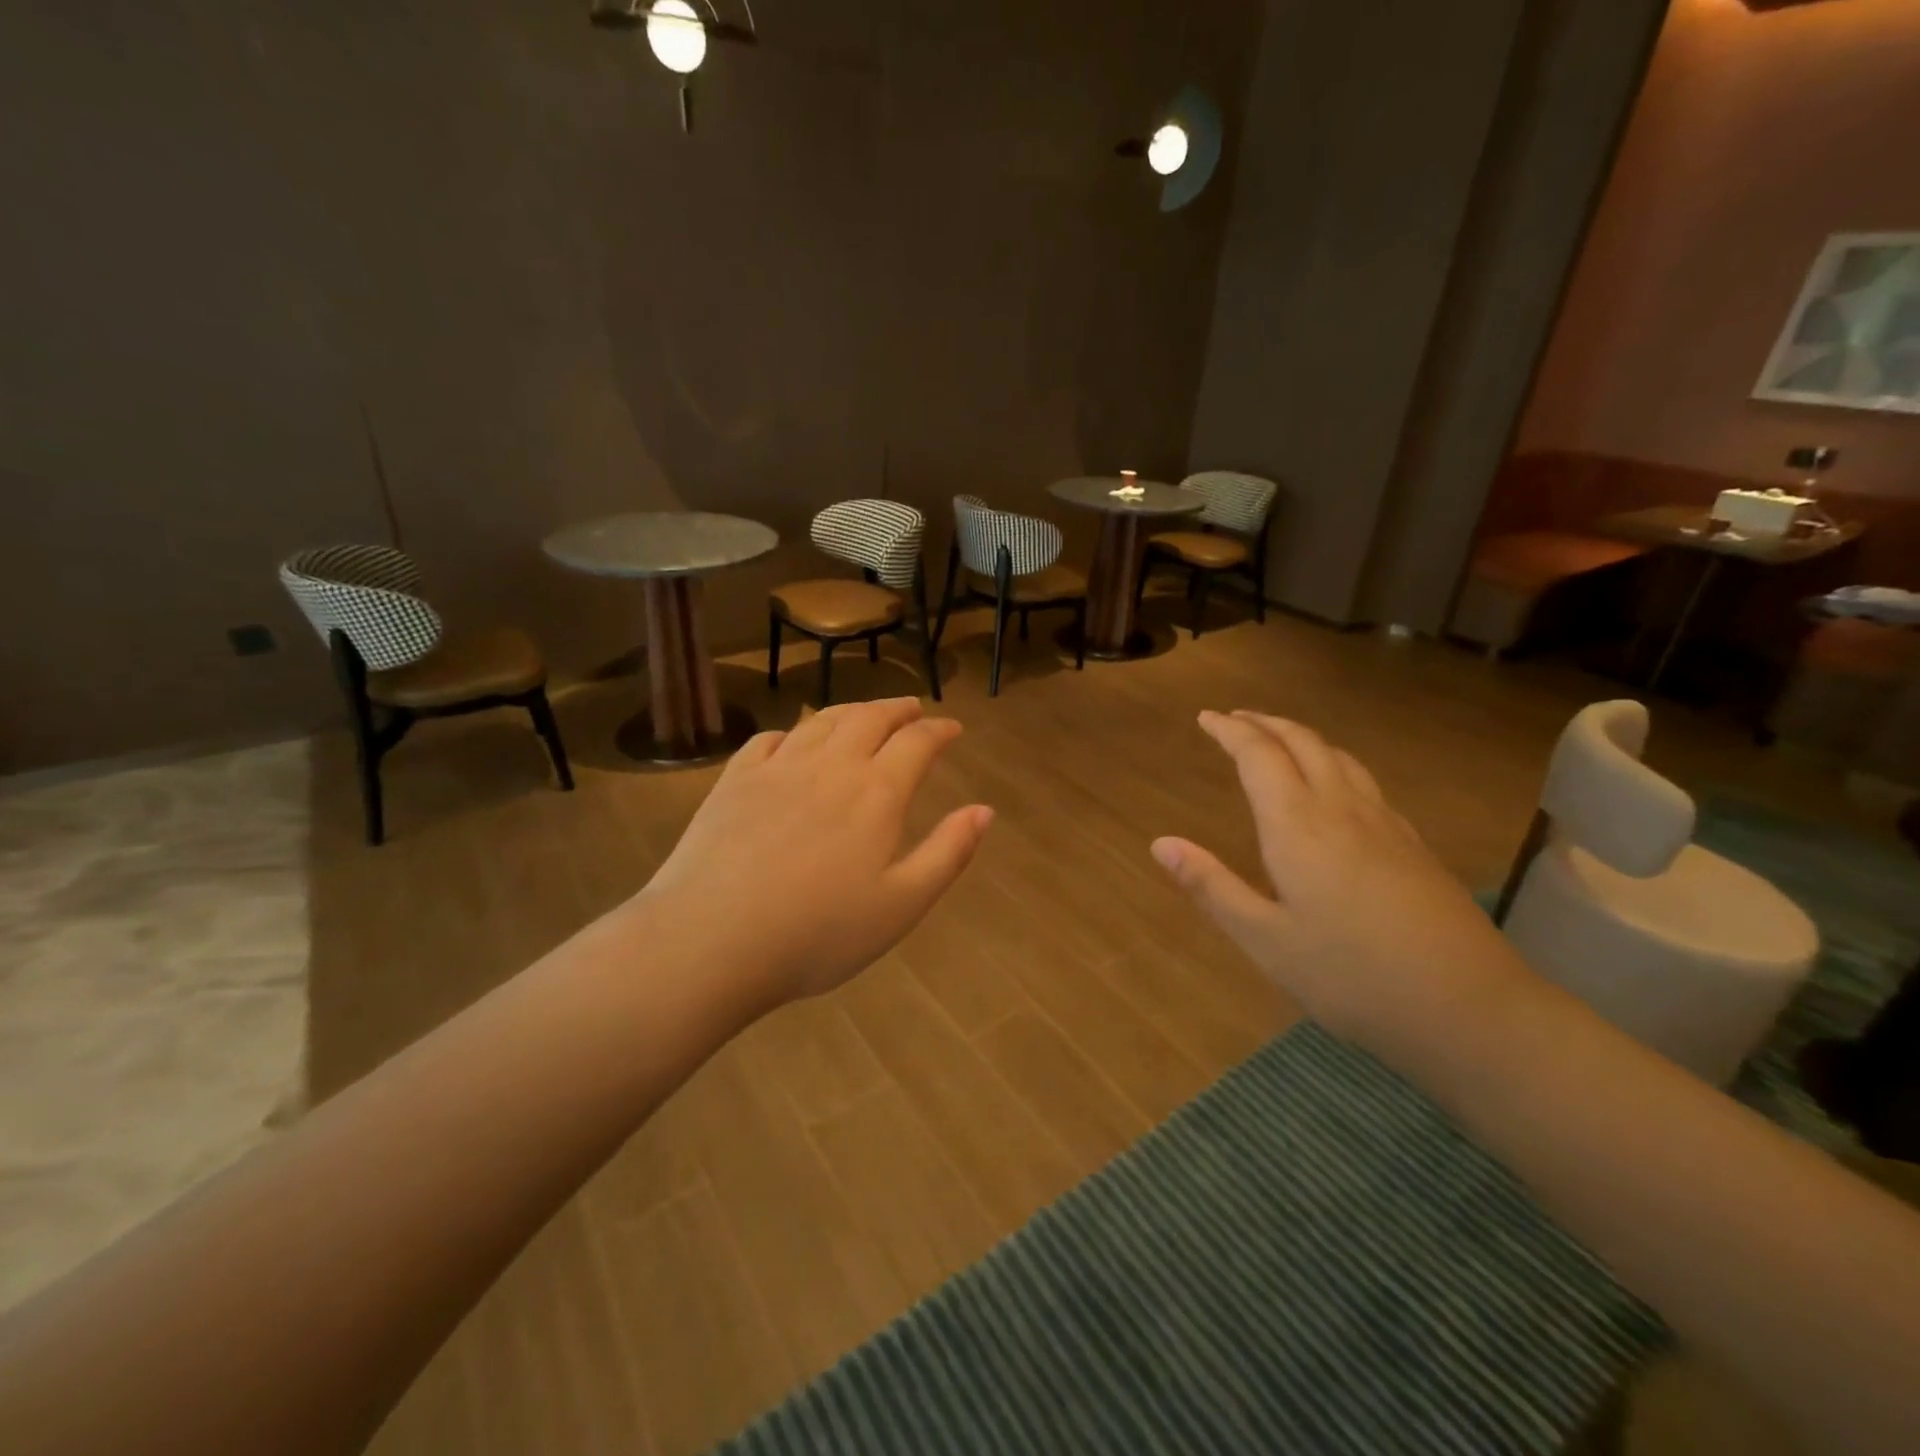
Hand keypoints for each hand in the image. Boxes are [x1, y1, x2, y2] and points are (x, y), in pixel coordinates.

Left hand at [637, 698, 993, 1007]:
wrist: (712, 940)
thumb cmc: (817, 934)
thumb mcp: (901, 905)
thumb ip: (948, 853)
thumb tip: (984, 810)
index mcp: (876, 792)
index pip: (917, 742)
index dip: (939, 730)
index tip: (952, 728)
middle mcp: (830, 765)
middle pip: (869, 718)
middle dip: (897, 708)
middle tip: (912, 708)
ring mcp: (777, 768)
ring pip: (821, 721)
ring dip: (851, 710)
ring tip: (864, 713)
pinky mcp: (734, 781)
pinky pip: (769, 740)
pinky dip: (792, 732)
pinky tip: (792, 741)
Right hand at [1150, 711, 1530, 1064]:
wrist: (1470, 1009)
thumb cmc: (1352, 977)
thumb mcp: (1265, 940)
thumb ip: (1211, 887)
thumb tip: (1160, 843)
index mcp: (1298, 826)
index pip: (1259, 756)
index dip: (1230, 731)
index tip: (1205, 717)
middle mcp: (1342, 810)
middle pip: (1303, 742)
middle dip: (1264, 723)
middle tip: (1234, 718)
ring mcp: (1386, 824)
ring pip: (1339, 756)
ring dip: (1301, 737)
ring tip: (1277, 739)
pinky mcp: (1413, 844)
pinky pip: (1363, 781)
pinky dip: (1333, 762)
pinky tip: (1333, 787)